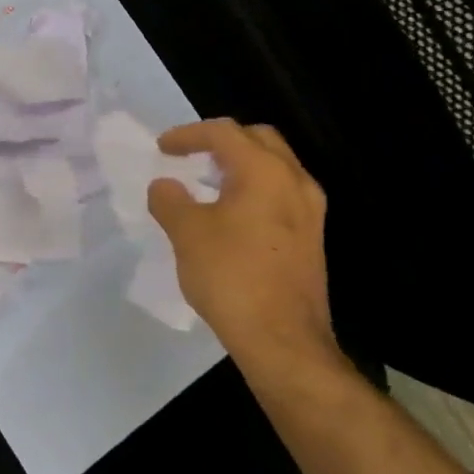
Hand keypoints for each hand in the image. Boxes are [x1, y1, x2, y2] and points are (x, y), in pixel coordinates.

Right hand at [146, 119, 337, 375]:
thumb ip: (169, 199)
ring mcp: (310, 212)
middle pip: (259, 139)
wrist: (283, 341)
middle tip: (191, 155)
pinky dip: (253, 189)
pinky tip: (230, 214)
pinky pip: (281, 193)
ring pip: (275, 167)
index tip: (162, 148)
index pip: (224, 132)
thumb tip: (165, 186)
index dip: (188, 134)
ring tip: (207, 182)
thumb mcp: (186, 232)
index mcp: (265, 172)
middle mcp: (295, 182)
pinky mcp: (311, 238)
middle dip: (222, 141)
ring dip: (240, 165)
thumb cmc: (231, 276)